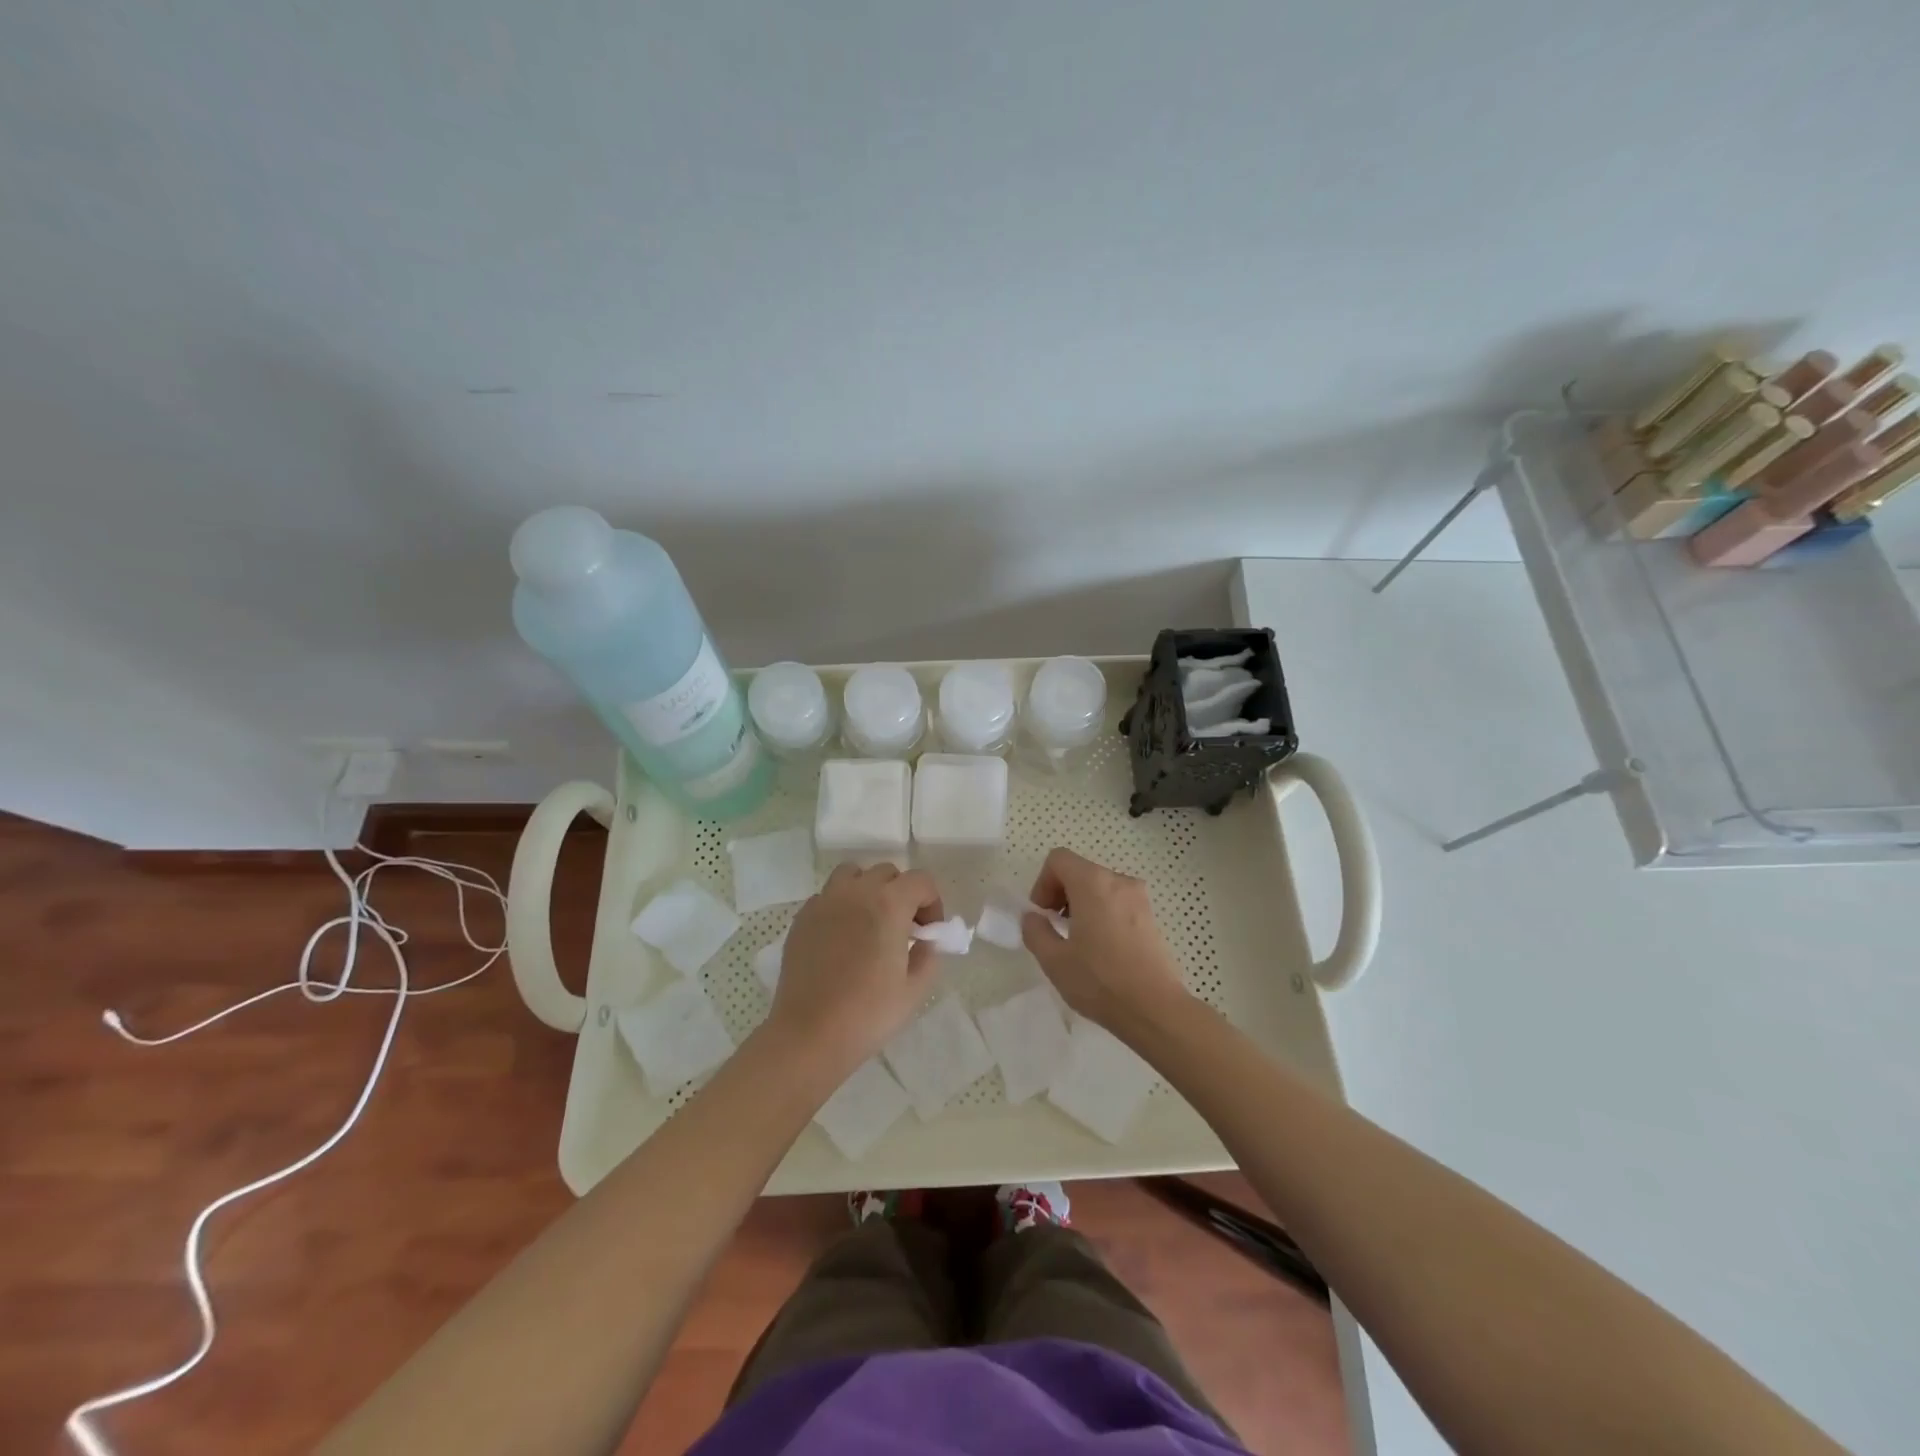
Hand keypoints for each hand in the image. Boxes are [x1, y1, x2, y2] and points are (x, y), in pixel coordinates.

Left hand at [767, 863, 943, 1077]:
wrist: (809, 1035)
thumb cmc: (868, 1014)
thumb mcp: (914, 989)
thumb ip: (928, 955)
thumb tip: (925, 941)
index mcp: (889, 904)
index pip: (921, 881)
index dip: (932, 902)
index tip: (928, 932)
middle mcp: (856, 892)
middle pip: (887, 873)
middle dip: (902, 894)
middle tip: (903, 929)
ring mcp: (824, 902)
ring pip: (852, 875)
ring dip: (868, 890)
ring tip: (870, 922)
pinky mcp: (802, 918)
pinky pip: (828, 896)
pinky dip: (841, 906)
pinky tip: (841, 937)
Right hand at [1022, 848, 1189, 1033]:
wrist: (1155, 1009)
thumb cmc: (1100, 981)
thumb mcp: (1054, 960)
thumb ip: (1035, 931)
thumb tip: (1034, 917)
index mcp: (1093, 883)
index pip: (1059, 859)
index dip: (1042, 882)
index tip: (1042, 914)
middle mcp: (1119, 881)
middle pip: (1080, 871)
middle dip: (1061, 894)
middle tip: (1055, 928)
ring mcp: (1140, 898)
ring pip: (1100, 887)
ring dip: (1081, 904)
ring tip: (1078, 941)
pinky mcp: (1151, 917)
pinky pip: (1118, 902)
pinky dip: (1102, 913)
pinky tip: (1102, 949)